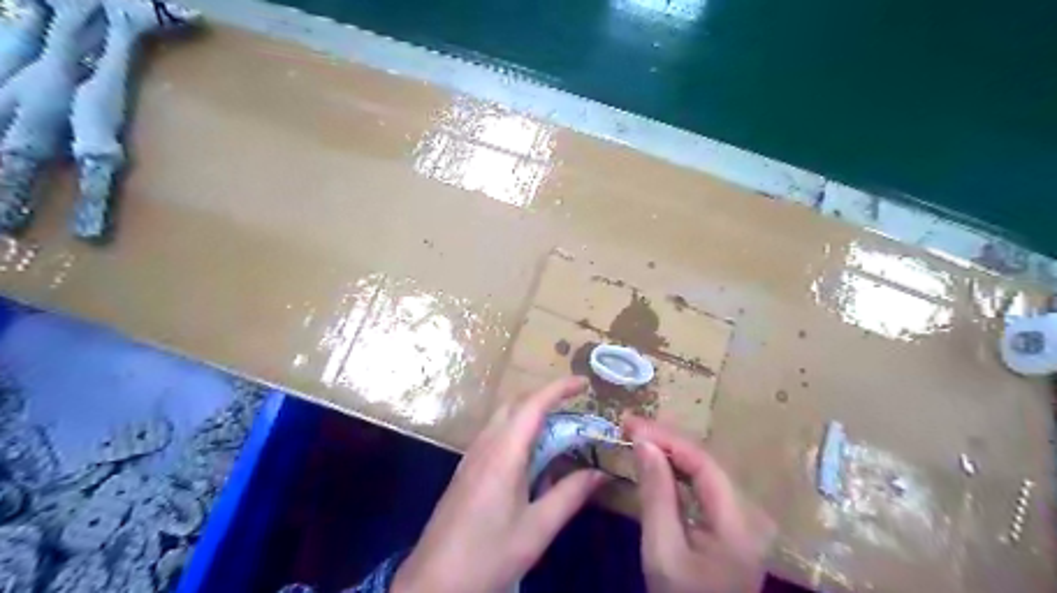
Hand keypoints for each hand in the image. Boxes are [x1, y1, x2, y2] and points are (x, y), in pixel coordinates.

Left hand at [394, 378, 611, 592]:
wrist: (434, 582)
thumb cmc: (488, 554)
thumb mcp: (536, 529)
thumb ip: (570, 495)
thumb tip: (601, 473)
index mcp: (503, 453)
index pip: (533, 405)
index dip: (559, 388)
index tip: (583, 383)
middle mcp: (485, 445)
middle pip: (515, 404)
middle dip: (545, 397)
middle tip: (575, 406)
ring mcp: (471, 456)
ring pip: (503, 418)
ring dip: (530, 413)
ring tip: (558, 428)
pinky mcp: (466, 469)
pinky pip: (495, 435)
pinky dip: (518, 431)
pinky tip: (530, 456)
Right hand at [622, 417, 774, 592]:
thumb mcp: (662, 551)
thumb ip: (656, 494)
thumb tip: (644, 443)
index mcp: (738, 520)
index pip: (702, 461)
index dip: (665, 437)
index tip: (630, 423)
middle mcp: (748, 511)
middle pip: (705, 461)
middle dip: (665, 440)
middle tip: (628, 426)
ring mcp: (743, 517)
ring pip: (704, 470)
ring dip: (669, 451)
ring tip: (637, 436)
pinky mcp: (732, 523)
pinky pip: (703, 486)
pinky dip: (677, 471)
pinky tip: (657, 462)